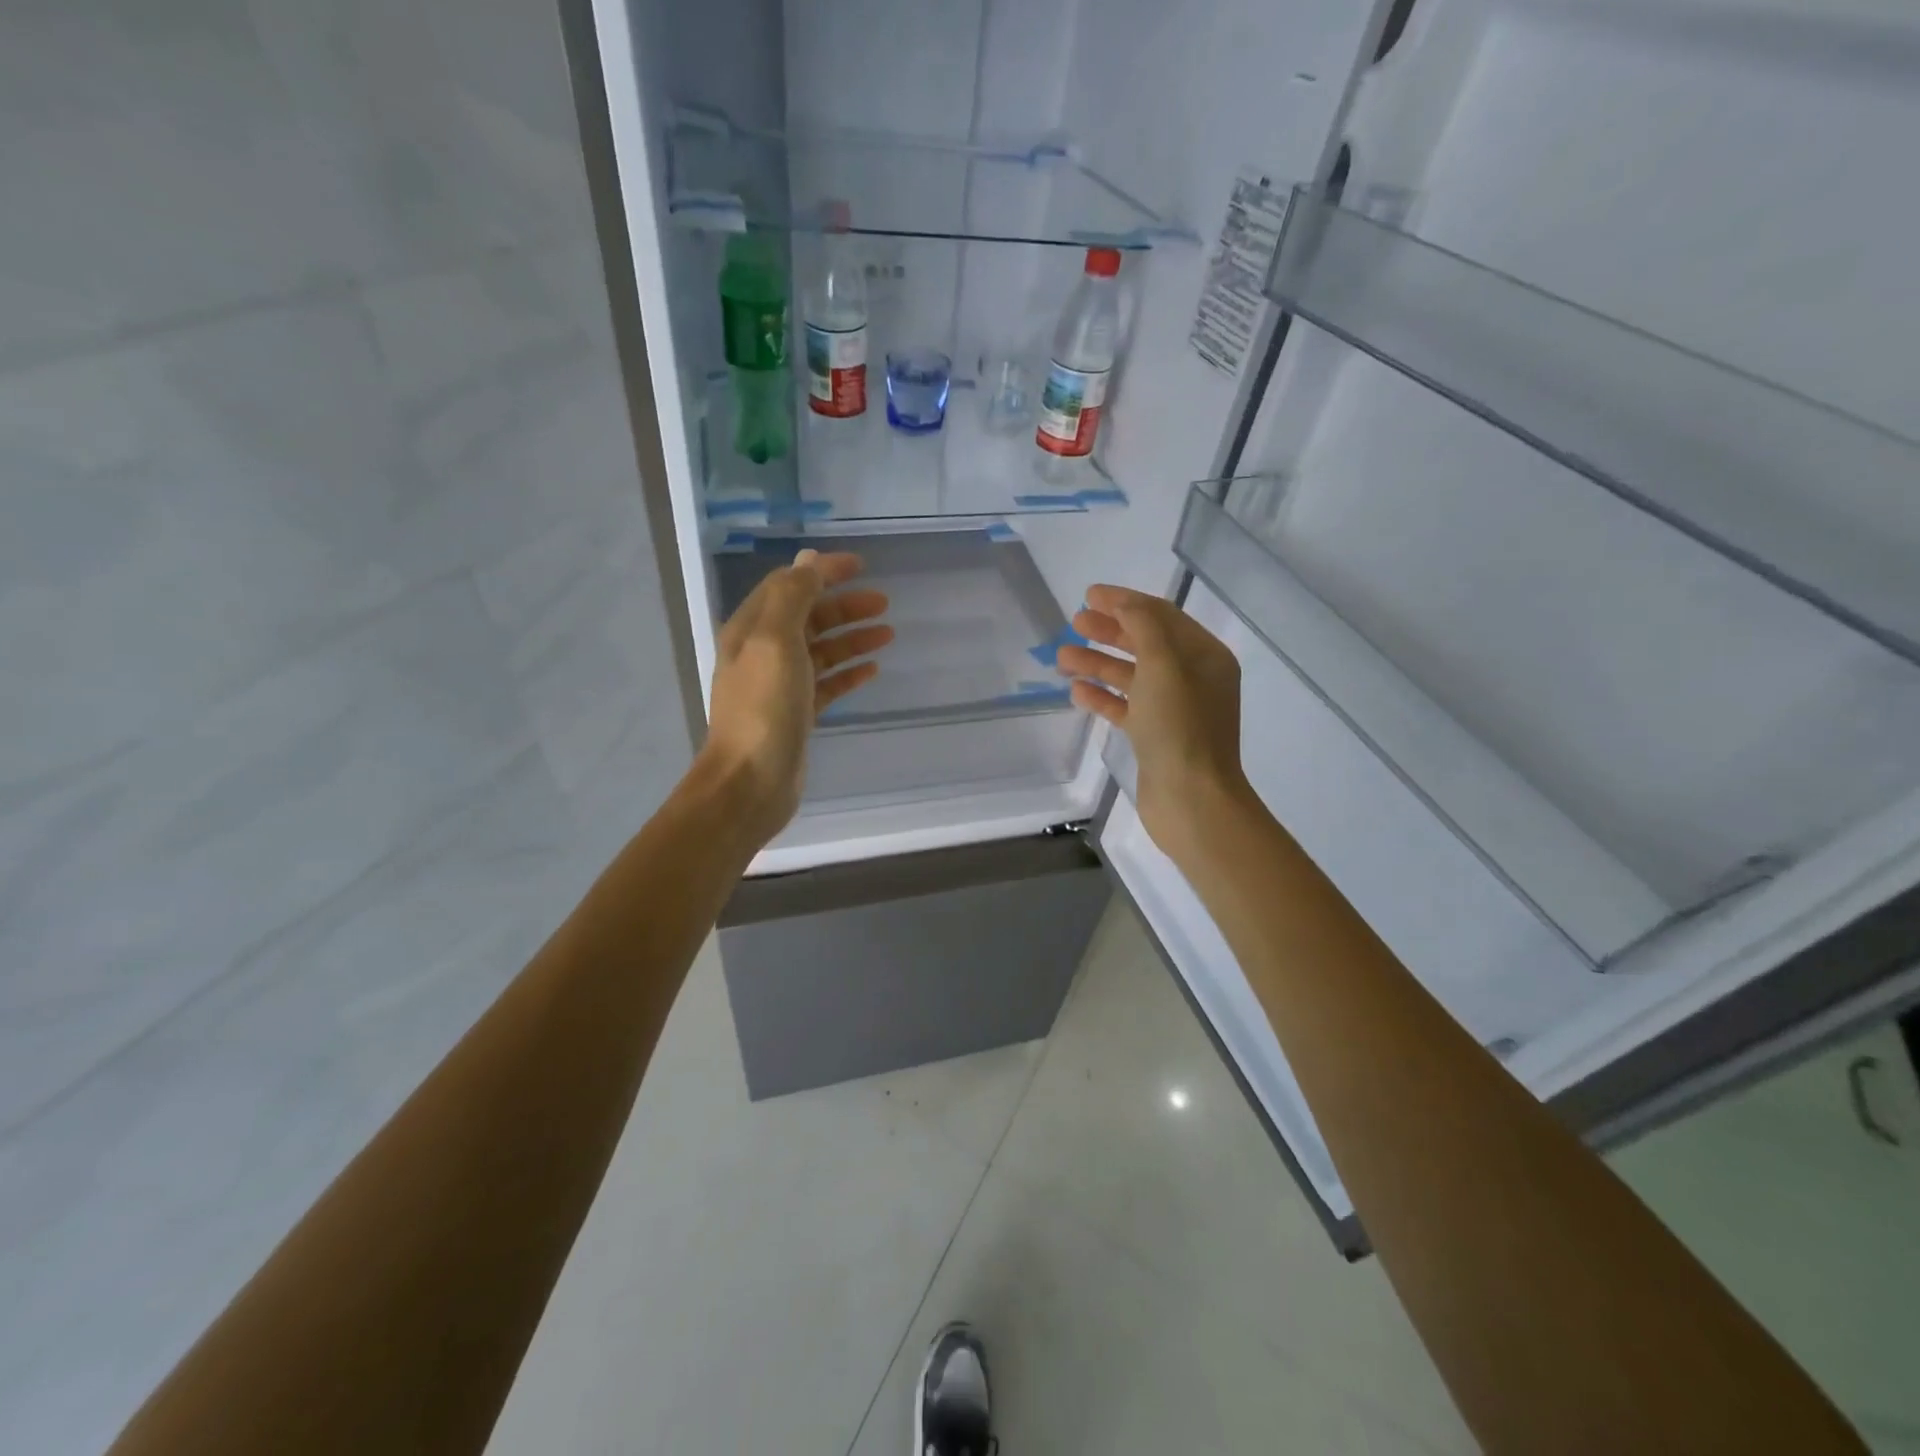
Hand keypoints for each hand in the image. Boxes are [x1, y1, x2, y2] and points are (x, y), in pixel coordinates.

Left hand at [701, 549, 890, 845]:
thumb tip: (809, 560)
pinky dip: (849, 672)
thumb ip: (793, 596)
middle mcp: (763, 653)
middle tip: (884, 603)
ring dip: (852, 638)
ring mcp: (780, 686)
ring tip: (888, 634)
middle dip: (845, 606)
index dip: (824, 571)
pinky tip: (872, 670)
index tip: (862, 566)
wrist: (750, 782)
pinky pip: (827, 684)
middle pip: (809, 617)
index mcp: (752, 629)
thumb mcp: (775, 641)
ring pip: (821, 650)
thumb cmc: (764, 708)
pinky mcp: (797, 715)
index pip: (790, 585)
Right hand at [1057, 584, 1254, 859]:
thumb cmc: (1180, 727)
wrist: (1192, 799)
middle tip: (1074, 623)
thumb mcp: (1164, 666)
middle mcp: (1193, 678)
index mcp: (1205, 656)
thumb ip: (1143, 626)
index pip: (1162, 616)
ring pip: (1131, 676)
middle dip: (1109, 631)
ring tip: (1062, 658)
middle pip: (1145, 643)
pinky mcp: (1156, 737)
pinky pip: (1126, 706)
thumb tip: (1123, 603)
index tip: (1089, 595)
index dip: (1125, 602)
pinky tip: (1076, 691)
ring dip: (1098, 663)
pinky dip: (1102, 696)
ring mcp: (1174, 709)